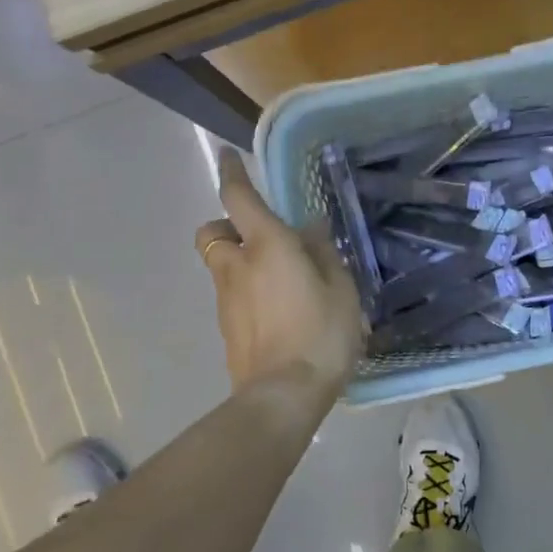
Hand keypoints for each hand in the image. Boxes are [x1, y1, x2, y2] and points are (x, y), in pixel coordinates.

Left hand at [195, 149, 365, 397]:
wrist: (283, 396)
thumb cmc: (321, 333)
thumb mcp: (340, 288)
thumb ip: (323, 252)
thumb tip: (310, 227)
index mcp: (267, 246)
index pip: (238, 198)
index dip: (232, 173)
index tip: (227, 155)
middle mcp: (237, 266)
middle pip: (212, 231)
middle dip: (227, 225)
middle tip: (261, 236)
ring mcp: (226, 300)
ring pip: (220, 265)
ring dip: (239, 260)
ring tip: (281, 279)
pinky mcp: (227, 329)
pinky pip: (231, 295)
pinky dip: (246, 291)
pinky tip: (278, 311)